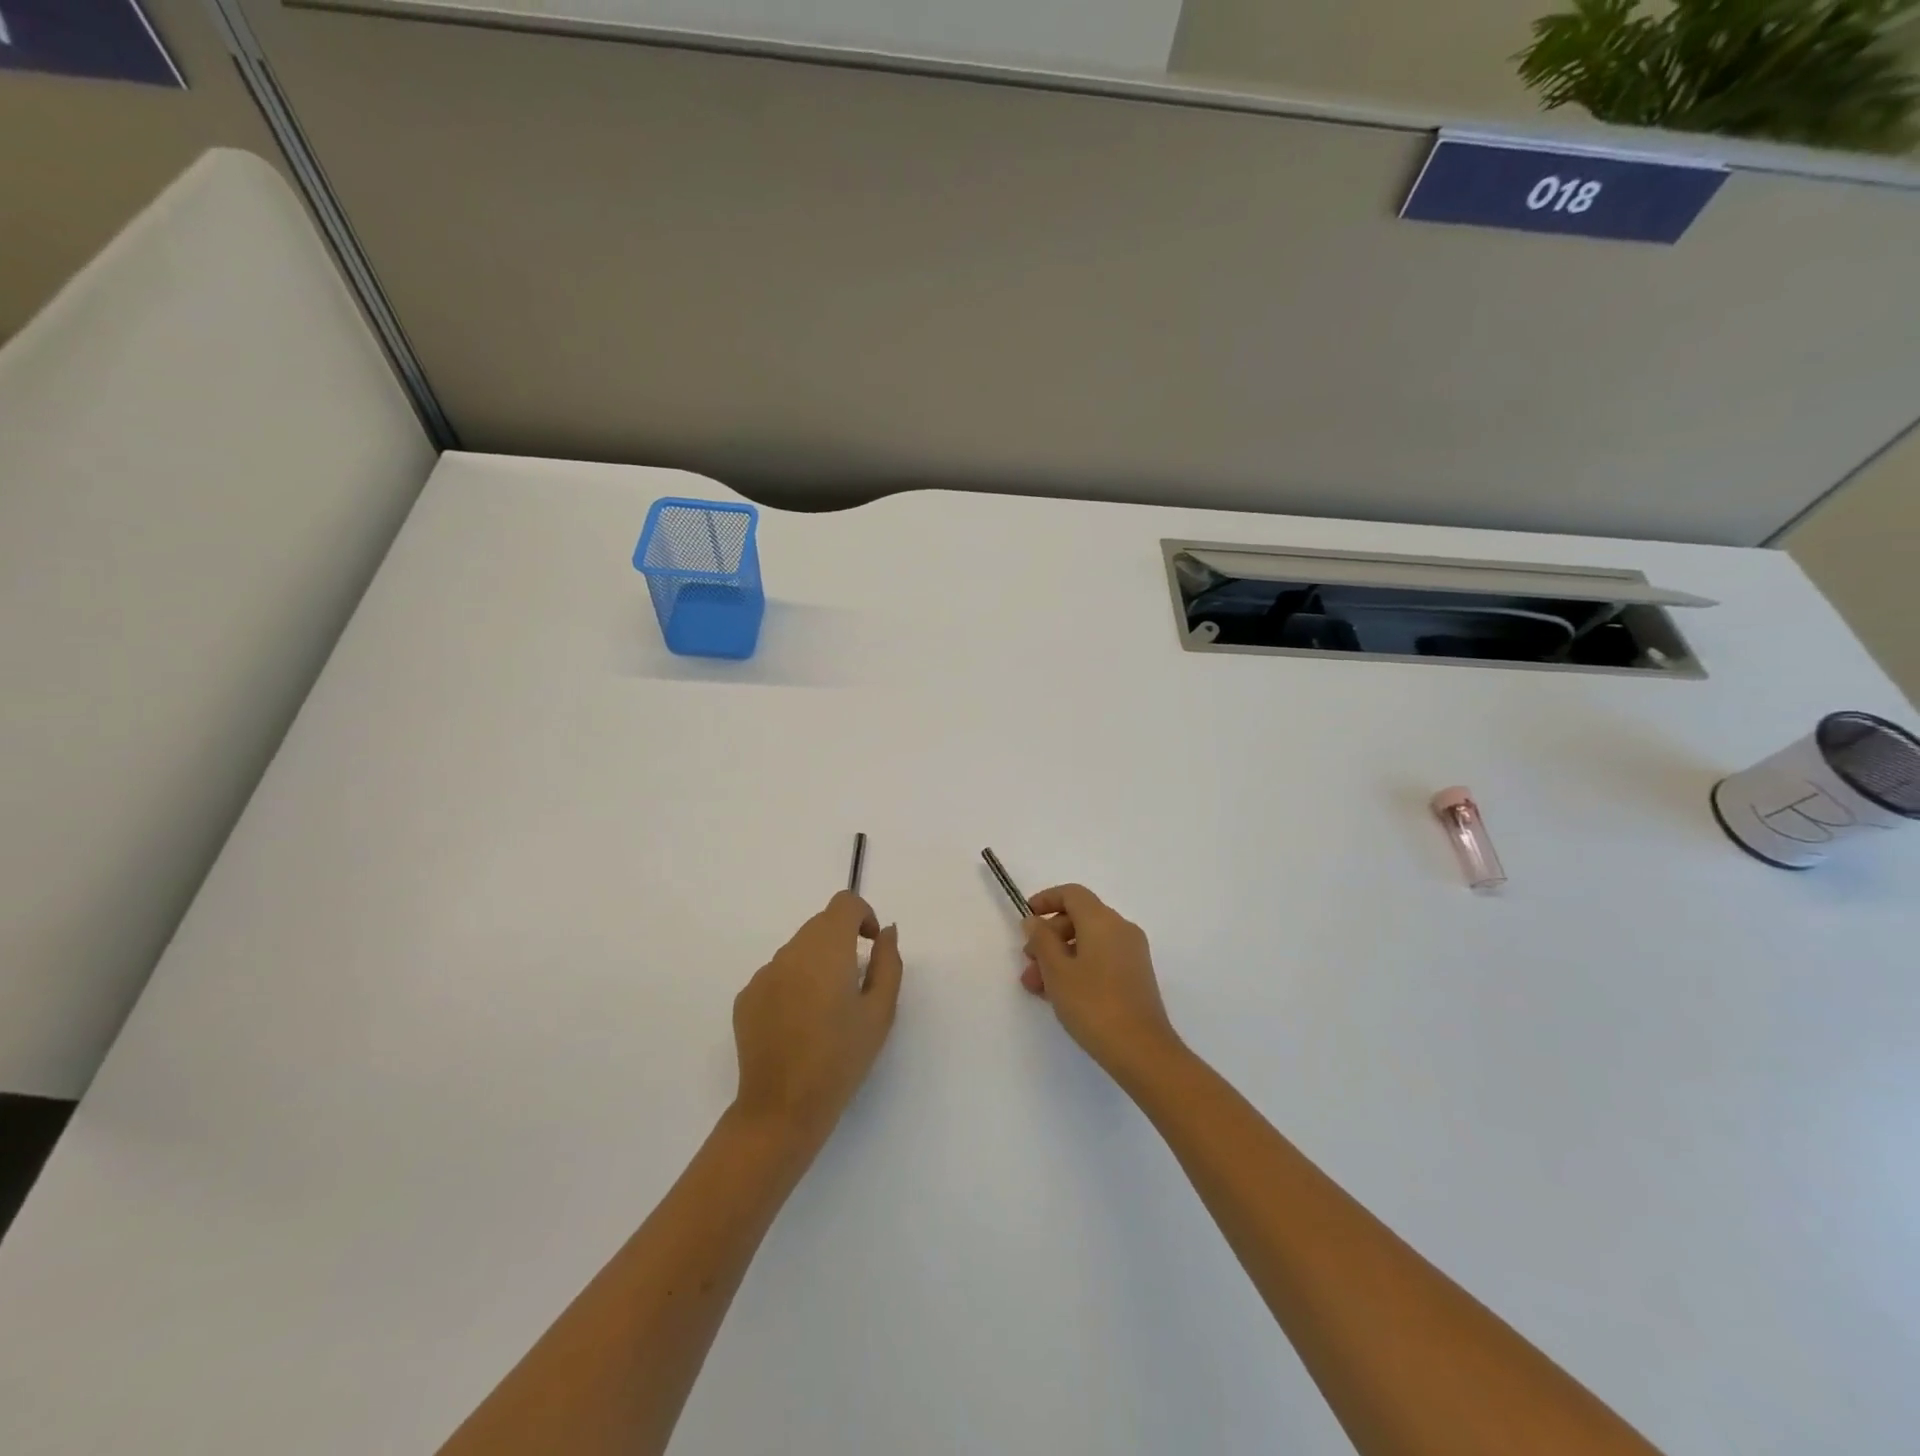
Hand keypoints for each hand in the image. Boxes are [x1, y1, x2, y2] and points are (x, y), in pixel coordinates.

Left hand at [732, 892, 902, 1143]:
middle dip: (841, 941)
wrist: (782, 1108)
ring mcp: (763, 974)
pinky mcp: (746, 998)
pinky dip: (793, 985)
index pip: (843, 903)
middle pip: (820, 925)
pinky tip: (798, 1025)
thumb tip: (886, 931)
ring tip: (826, 1010)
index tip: (871, 946)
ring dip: (816, 964)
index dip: (862, 915)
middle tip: (855, 984)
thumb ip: (888, 962)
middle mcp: (791, 952)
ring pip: (797, 951)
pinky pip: (777, 975)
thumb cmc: (841, 1059)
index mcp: (826, 949)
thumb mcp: (880, 1012)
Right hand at [1021, 884, 1182, 1079]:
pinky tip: (1061, 995)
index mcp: (1103, 920)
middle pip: (1079, 918)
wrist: (1142, 1050)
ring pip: (1088, 941)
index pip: (1072, 894)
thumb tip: (1035, 921)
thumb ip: (1042, 940)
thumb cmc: (1093, 1004)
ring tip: (1038, 987)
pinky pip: (1101, 958)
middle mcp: (1121, 929)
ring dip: (1060, 956)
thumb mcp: (1057, 971)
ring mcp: (1132, 953)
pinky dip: (1078, 966)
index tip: (1026, 919)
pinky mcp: (1136, 975)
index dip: (1046, 900)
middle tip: (1028, 963)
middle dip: (1049, 937)